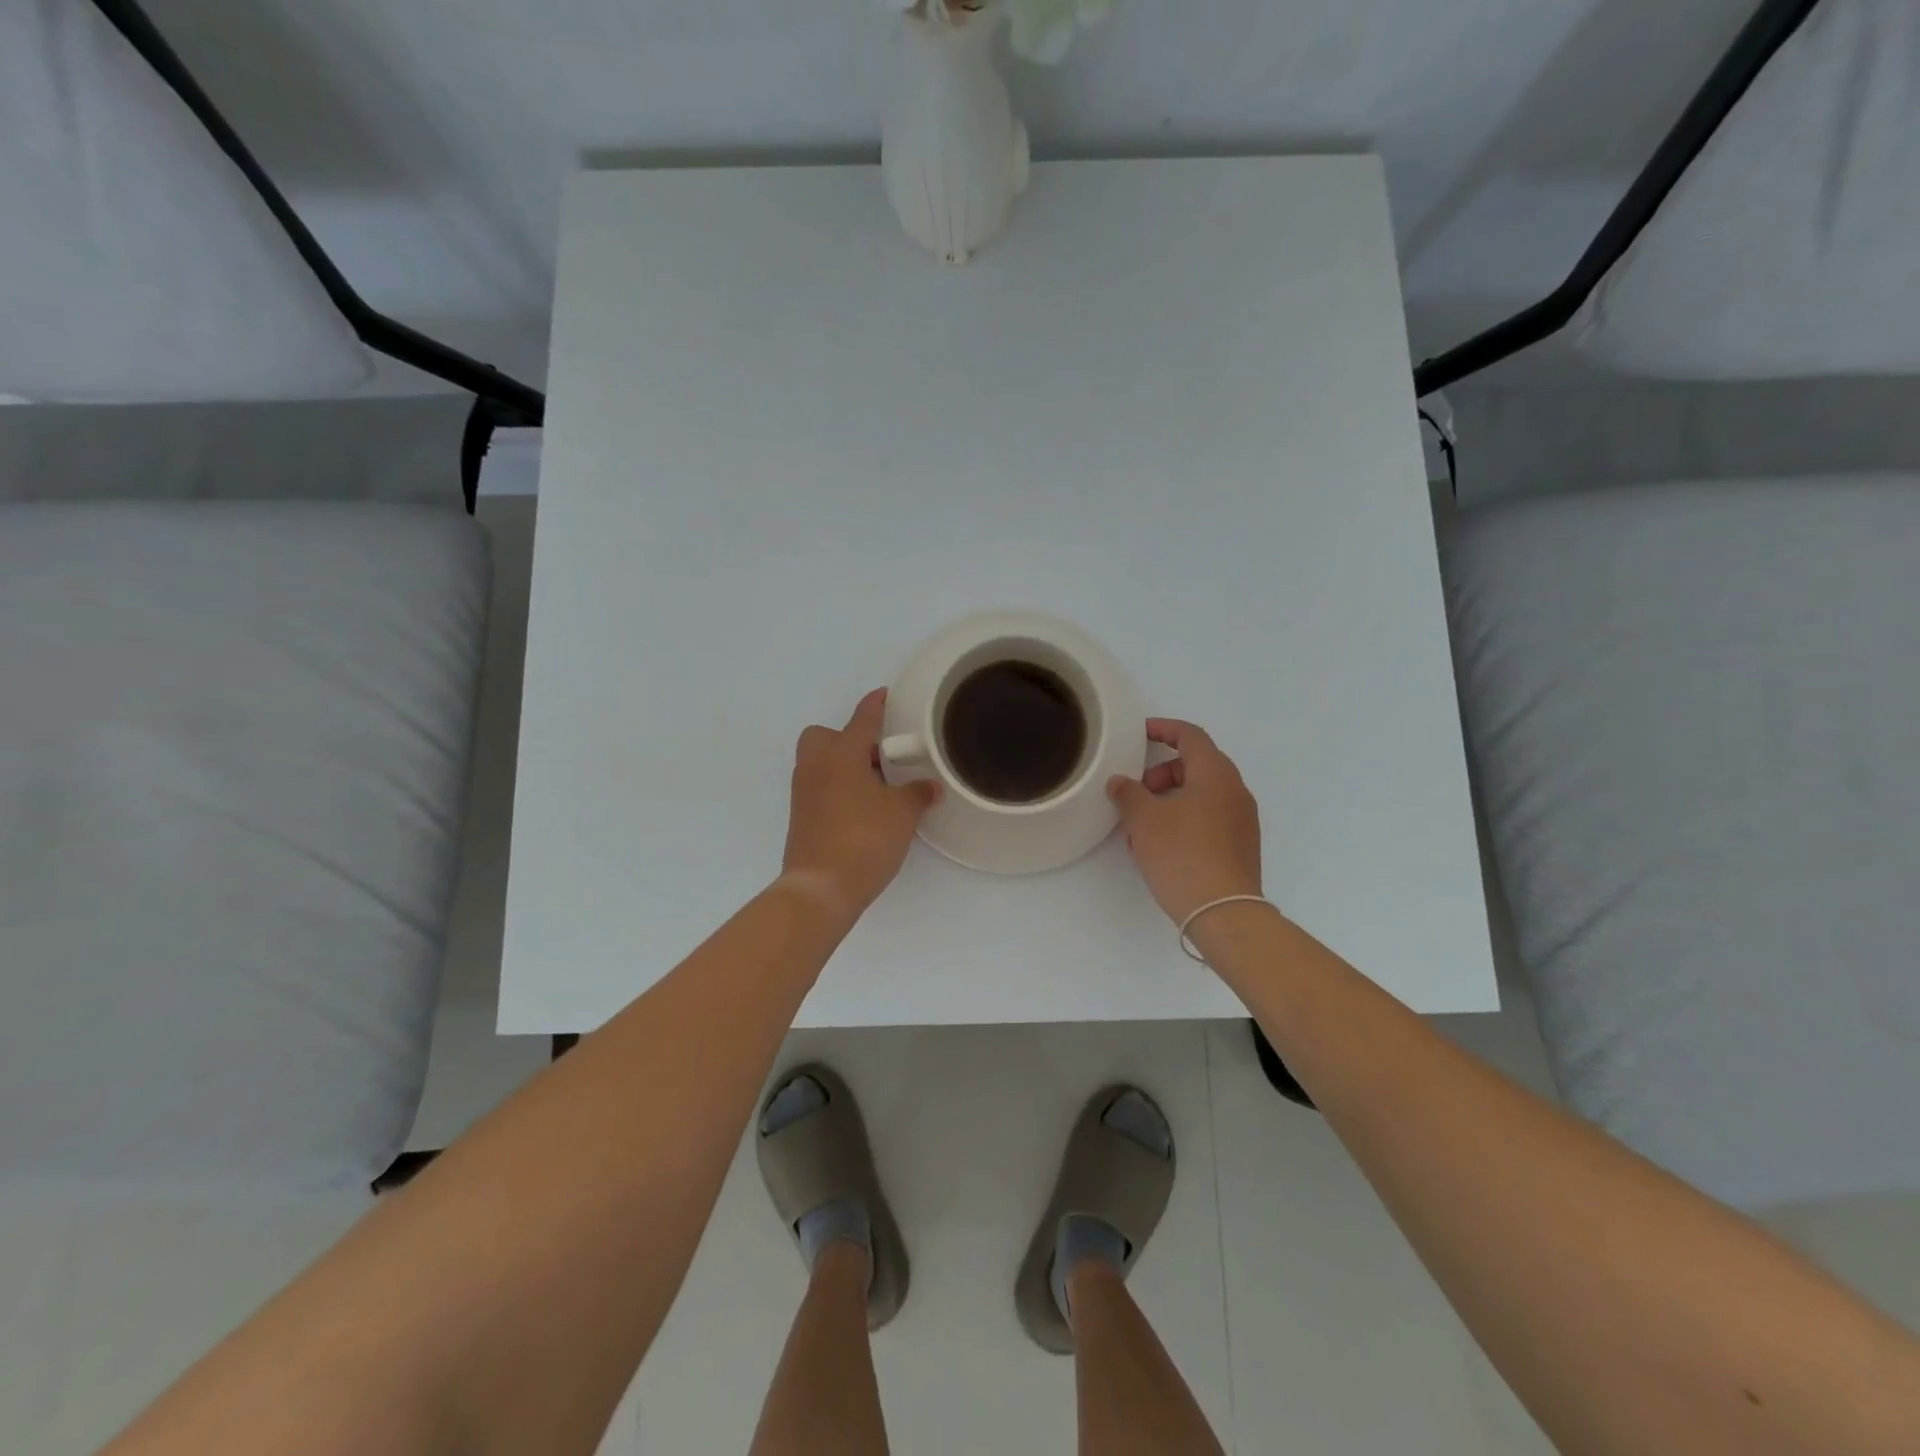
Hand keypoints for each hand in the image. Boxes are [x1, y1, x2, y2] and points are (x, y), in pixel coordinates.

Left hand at [780, 689, 939, 925]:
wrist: (820, 887)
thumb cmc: (864, 838)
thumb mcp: (902, 813)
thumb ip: (918, 793)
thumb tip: (930, 786)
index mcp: (842, 753)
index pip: (863, 719)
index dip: (876, 705)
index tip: (885, 694)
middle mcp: (817, 765)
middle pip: (825, 735)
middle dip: (848, 738)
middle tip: (879, 757)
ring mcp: (804, 791)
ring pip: (820, 762)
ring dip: (844, 764)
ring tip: (877, 785)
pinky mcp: (801, 815)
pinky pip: (819, 786)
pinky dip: (837, 787)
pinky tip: (862, 807)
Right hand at [1108, 719, 1262, 925]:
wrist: (1223, 912)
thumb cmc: (1182, 853)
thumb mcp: (1144, 819)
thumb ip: (1128, 793)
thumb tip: (1120, 782)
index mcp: (1216, 774)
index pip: (1190, 736)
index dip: (1164, 729)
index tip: (1140, 733)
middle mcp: (1235, 791)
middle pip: (1196, 765)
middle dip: (1162, 773)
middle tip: (1137, 792)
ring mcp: (1242, 820)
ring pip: (1201, 795)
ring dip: (1169, 800)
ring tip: (1141, 826)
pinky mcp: (1240, 846)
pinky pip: (1208, 819)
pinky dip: (1183, 819)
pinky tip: (1159, 846)